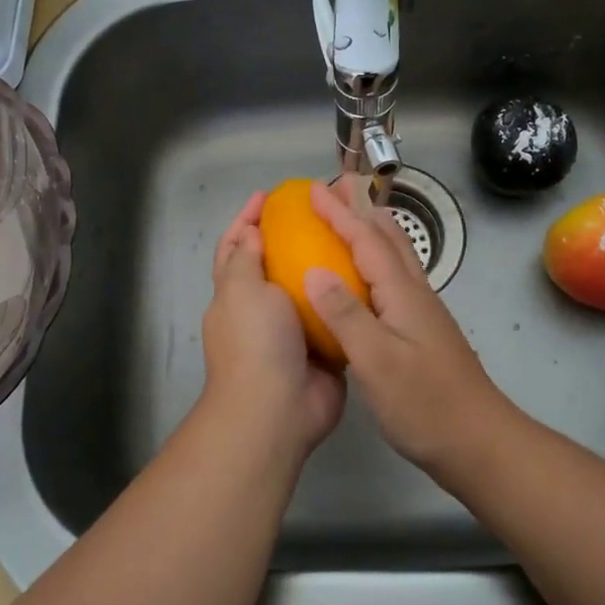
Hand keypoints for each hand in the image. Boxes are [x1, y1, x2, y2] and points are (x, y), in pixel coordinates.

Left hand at [197, 191, 345, 460]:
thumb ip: (246, 258)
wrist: (277, 409)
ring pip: (309, 289)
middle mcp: (262, 310)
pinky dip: (348, 298)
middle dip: (293, 237)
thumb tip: (252, 232)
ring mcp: (293, 332)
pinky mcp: (323, 349)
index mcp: (235, 293)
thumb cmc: (254, 342)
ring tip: (352, 236)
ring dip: (325, 265)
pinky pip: (337, 316)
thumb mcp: (241, 289)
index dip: (248, 219)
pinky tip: (368, 276)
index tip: (269, 195)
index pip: (236, 247)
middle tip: (323, 212)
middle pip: (275, 264)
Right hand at [303, 178, 517, 471]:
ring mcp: (423, 313)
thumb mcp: (377, 361)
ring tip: (354, 217)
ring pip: (397, 257)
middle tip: (337, 188)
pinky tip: (368, 277)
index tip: (312, 190)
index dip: (339, 214)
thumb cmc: (425, 404)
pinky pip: (396, 279)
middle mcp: (416, 294)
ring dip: (373, 230)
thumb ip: (346, 315)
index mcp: (402, 294)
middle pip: (389, 238)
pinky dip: (377, 260)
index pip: (367, 240)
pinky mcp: (424, 332)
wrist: (478, 442)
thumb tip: (314, 271)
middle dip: (362, 209)